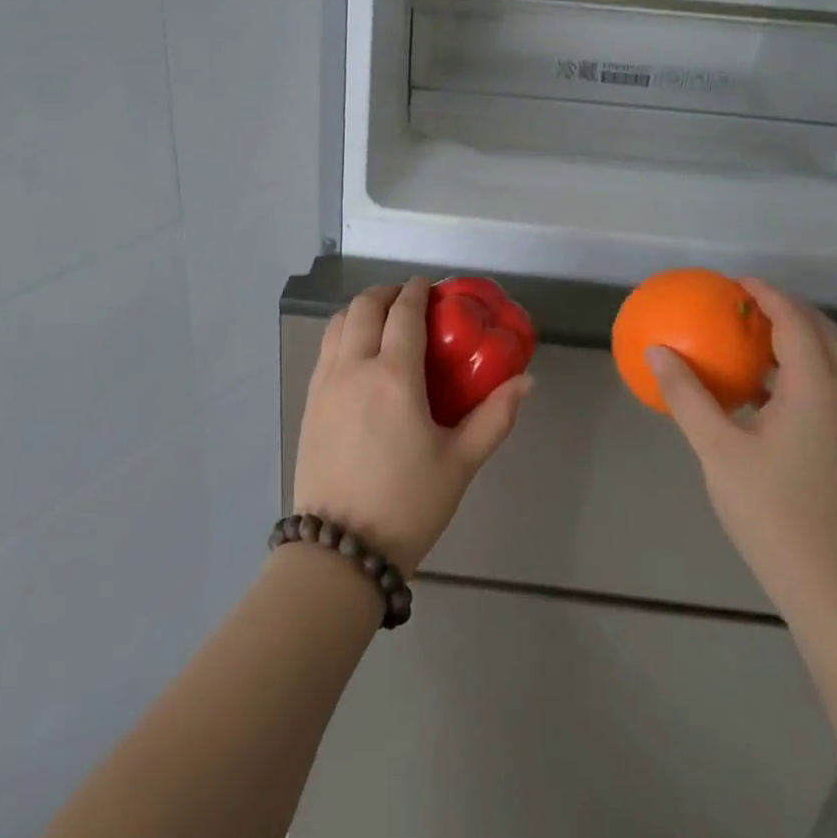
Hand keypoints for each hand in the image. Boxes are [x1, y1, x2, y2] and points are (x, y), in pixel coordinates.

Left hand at [293, 279, 532, 572]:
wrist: (340, 550)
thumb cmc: (407, 504)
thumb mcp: (460, 463)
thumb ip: (495, 417)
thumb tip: (527, 381)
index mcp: (393, 377)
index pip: (403, 313)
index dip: (417, 291)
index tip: (430, 286)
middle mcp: (354, 368)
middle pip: (364, 307)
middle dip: (387, 293)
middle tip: (409, 301)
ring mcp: (325, 384)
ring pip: (338, 324)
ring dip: (361, 310)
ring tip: (383, 321)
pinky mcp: (310, 403)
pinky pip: (325, 349)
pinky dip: (343, 334)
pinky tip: (359, 355)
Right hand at [649, 279, 836, 621]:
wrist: (827, 582)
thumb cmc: (771, 510)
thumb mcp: (718, 449)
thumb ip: (687, 396)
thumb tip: (657, 351)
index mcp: (814, 392)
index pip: (796, 324)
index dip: (769, 295)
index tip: (735, 281)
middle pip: (822, 336)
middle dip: (788, 310)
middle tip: (745, 302)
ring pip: (823, 364)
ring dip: (791, 340)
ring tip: (746, 336)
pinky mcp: (835, 448)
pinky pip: (815, 390)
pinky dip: (787, 372)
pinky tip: (751, 390)